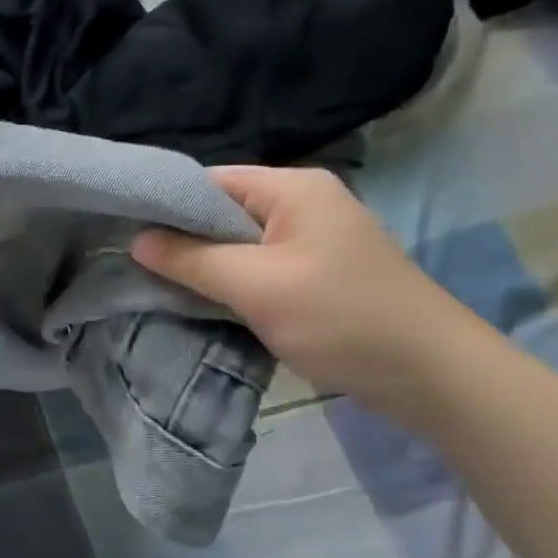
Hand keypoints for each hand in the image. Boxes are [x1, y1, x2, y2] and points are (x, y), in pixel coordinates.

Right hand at [132, 166, 485, 415]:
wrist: (432, 376)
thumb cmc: (340, 318)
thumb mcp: (256, 285)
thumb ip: (191, 259)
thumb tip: (135, 240)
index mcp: (292, 189)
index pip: (210, 181)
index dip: (166, 204)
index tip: (125, 233)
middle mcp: (303, 205)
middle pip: (223, 213)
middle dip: (183, 240)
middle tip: (137, 267)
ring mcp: (313, 242)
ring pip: (239, 245)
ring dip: (206, 267)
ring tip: (161, 287)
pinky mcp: (317, 276)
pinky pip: (259, 269)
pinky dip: (232, 285)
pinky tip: (204, 305)